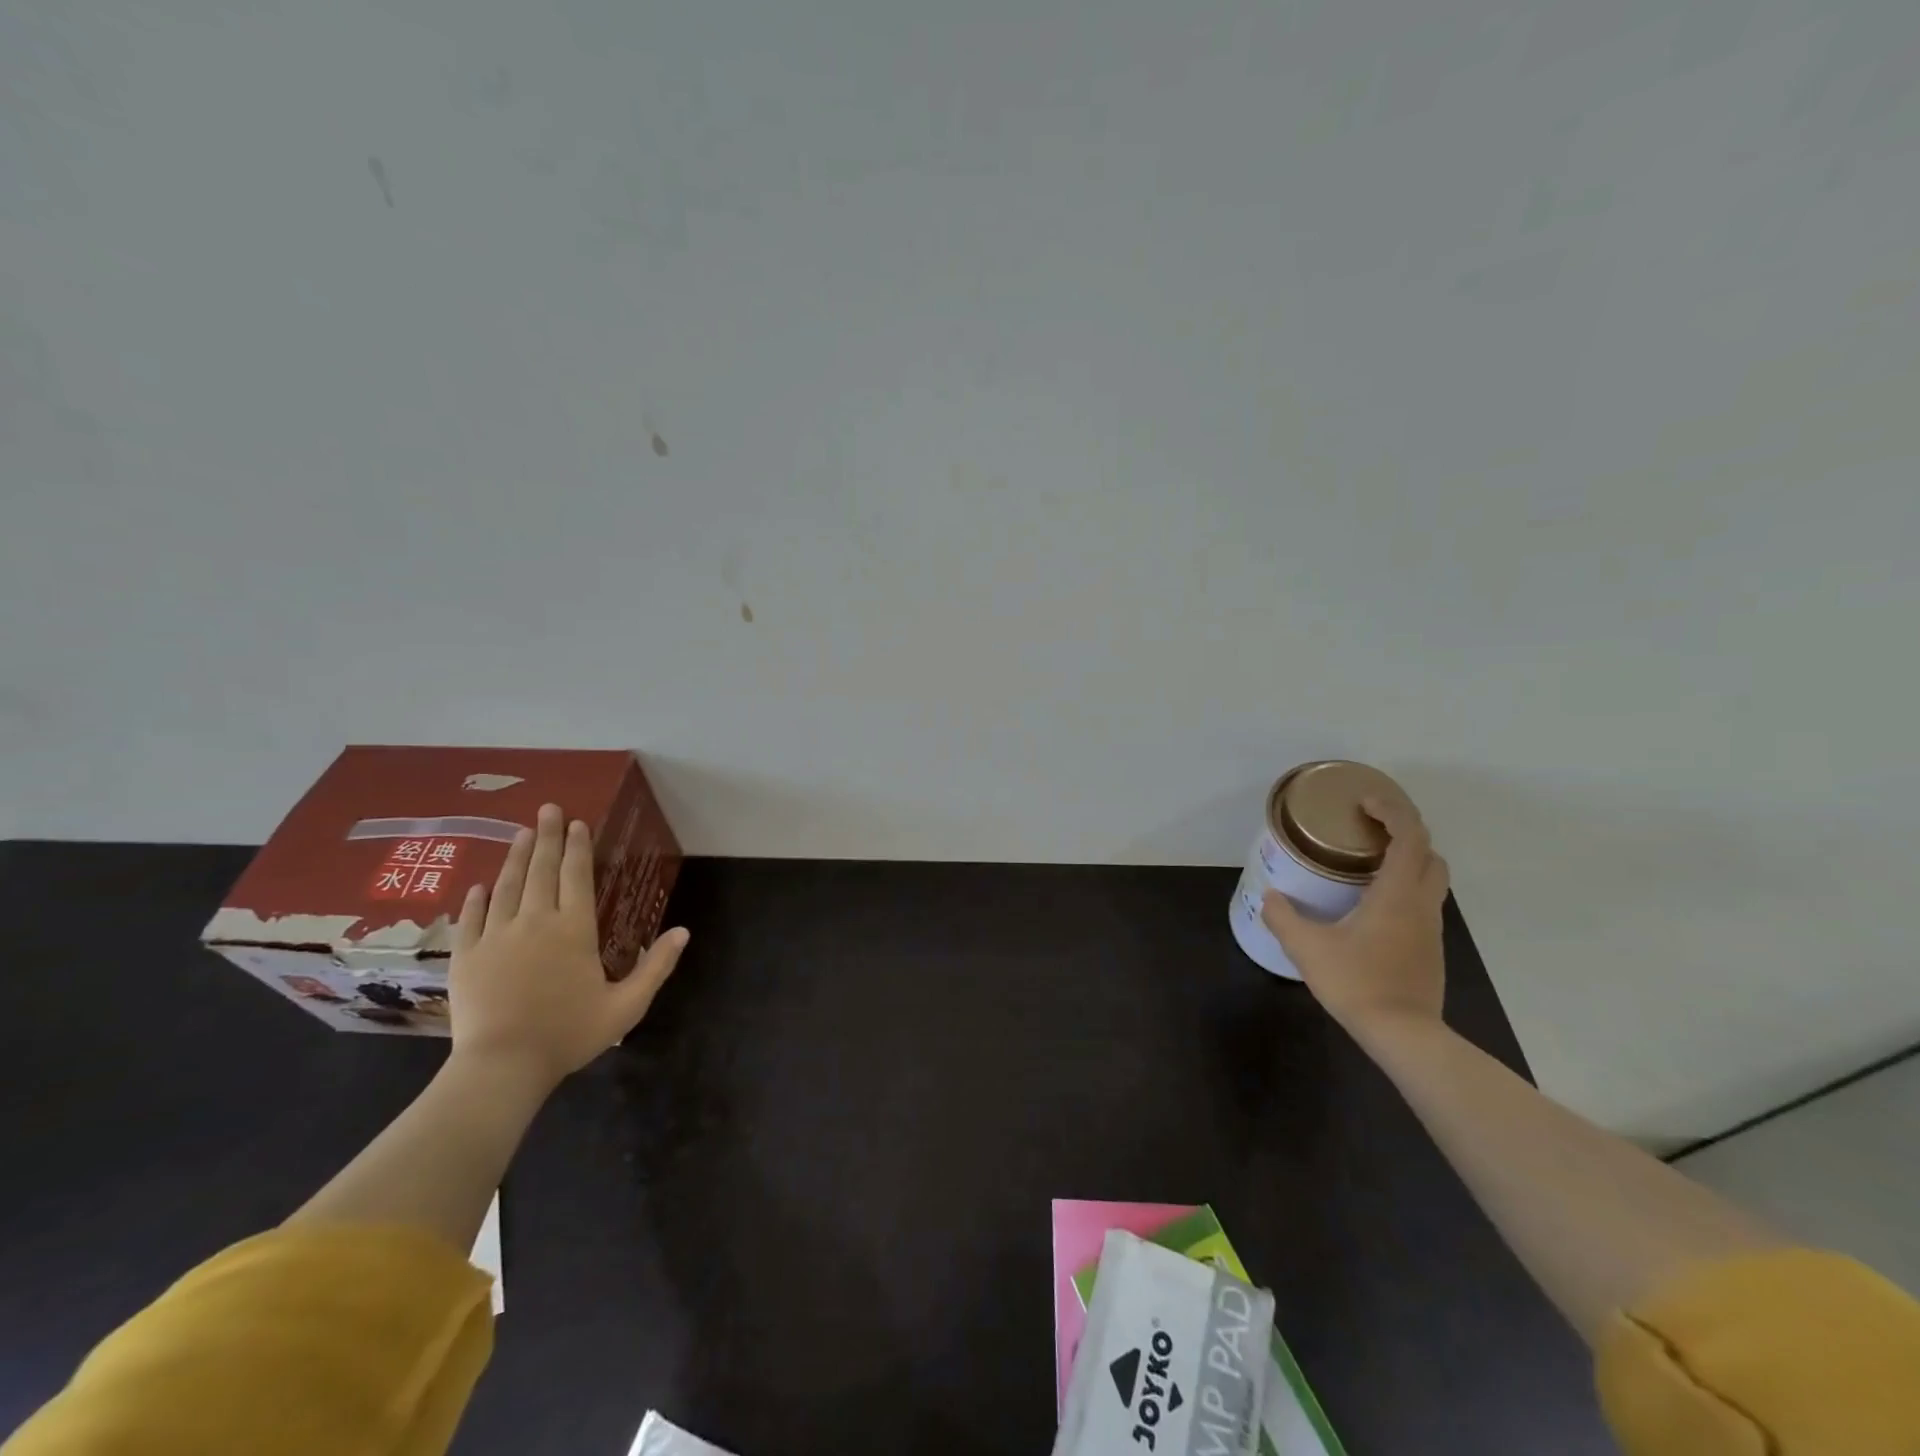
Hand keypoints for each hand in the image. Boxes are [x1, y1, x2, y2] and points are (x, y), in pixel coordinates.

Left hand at [449, 802, 689, 1090]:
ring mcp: (497, 936)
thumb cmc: (569, 1034)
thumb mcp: (626, 1005)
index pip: (576, 876)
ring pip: (507, 886)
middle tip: (547, 810)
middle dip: (546, 837)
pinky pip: (473, 917)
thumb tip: (684, 931)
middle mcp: (535, 921)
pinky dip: (478, 898)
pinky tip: (480, 884)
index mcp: (574, 929)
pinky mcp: (467, 955)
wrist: (502, 1067)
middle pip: (541, 870)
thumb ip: (656, 966)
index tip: (577, 823)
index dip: (577, 847)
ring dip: (515, 857)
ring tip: (520, 833)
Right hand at [1261, 795, 1448, 1039]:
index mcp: (1396, 894)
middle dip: (1405, 833)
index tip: (1364, 803)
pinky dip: (1404, 889)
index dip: (1392, 810)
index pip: (1410, 836)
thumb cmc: (1357, 983)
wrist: (1404, 1035)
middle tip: (1368, 831)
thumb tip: (1269, 896)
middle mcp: (1421, 904)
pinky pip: (1422, 903)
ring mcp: (1430, 928)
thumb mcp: (1308, 948)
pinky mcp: (1430, 949)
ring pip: (1431, 880)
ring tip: (1368, 865)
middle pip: (1430, 854)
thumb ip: (1284, 917)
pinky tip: (1372, 906)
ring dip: (1408, 861)